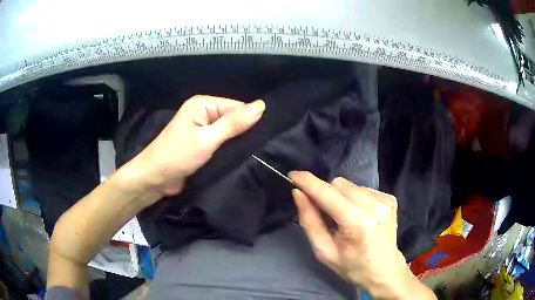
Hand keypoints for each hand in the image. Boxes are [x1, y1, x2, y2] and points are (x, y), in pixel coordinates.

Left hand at [133, 95, 264, 198]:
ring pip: (228, 131)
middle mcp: (202, 112)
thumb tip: (261, 106)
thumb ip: (233, 124)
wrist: (155, 178)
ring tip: (251, 153)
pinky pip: (221, 142)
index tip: (261, 138)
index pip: (236, 107)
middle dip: (243, 132)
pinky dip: (229, 148)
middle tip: (257, 148)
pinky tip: (239, 156)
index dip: (248, 120)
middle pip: (232, 118)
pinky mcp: (201, 143)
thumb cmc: (177, 156)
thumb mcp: (206, 139)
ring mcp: (201, 129)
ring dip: (237, 142)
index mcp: (202, 104)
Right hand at [289, 172, 435, 299]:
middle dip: (326, 194)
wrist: (385, 271)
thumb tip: (299, 193)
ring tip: (345, 218)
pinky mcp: (390, 199)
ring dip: (341, 197)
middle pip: (339, 184)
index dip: (307, 181)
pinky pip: (363, 189)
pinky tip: (359, 216)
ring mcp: (384, 200)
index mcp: (356, 223)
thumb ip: (310, 221)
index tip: (292, 175)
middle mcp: (373, 206)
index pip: (327, 193)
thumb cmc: (352, 266)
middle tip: (326, 214)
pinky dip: (354, 199)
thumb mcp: (324, 251)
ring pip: (350, 185)